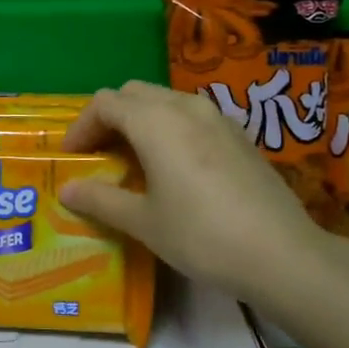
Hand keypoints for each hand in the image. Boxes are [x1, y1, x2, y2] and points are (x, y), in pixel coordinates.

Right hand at [59, 80, 339, 298]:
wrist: (281, 254)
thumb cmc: (201, 235)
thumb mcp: (143, 222)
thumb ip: (101, 199)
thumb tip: (66, 190)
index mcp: (155, 121)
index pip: (105, 103)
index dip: (82, 126)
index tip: (72, 157)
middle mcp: (185, 107)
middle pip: (134, 93)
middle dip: (110, 117)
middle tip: (99, 154)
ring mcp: (218, 117)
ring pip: (166, 100)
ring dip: (141, 120)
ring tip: (133, 159)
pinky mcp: (240, 135)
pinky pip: (192, 115)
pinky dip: (170, 127)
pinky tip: (175, 166)